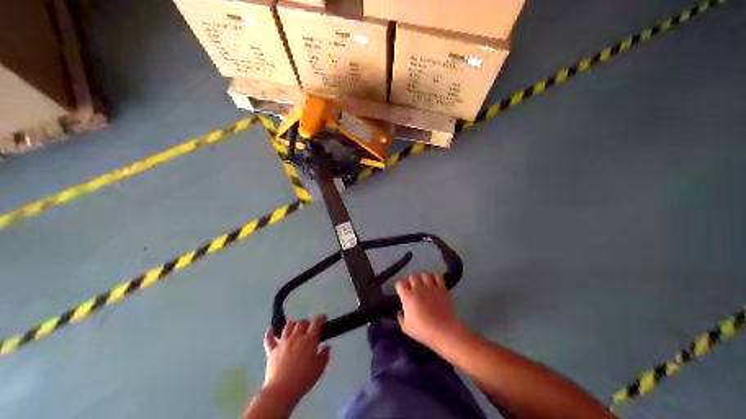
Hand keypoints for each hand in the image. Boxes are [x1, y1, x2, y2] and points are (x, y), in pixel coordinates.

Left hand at [263, 316, 330, 407]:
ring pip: (287, 327)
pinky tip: (271, 330)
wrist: (281, 390)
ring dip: (293, 324)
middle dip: (307, 322)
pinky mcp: (271, 350)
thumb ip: (324, 356)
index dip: (320, 318)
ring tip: (295, 327)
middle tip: (310, 326)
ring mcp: (282, 343)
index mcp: (309, 341)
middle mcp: (295, 338)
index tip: (323, 317)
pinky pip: (269, 338)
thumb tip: (327, 347)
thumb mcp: (319, 369)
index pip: (316, 324)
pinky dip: (270, 333)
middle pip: (301, 323)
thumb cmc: (303, 380)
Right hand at [393, 274, 463, 347]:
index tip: (402, 293)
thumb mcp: (406, 328)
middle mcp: (418, 288)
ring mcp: (431, 287)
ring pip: (425, 274)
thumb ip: (401, 318)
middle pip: (412, 276)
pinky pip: (438, 276)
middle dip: (411, 281)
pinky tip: (434, 283)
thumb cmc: (422, 331)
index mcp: (408, 296)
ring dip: (422, 278)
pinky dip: (435, 278)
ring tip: (424, 284)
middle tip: (413, 289)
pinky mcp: (442, 289)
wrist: (443, 330)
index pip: (400, 283)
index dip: (400, 287)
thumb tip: (400, 311)